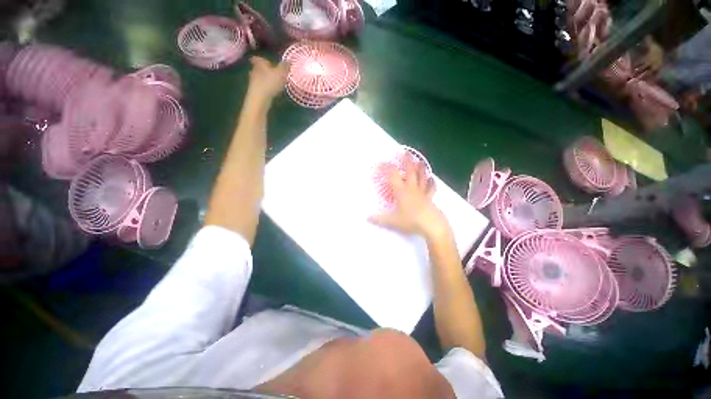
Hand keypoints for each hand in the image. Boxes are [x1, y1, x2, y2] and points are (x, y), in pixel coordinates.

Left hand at [246, 57, 287, 102]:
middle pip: (258, 68)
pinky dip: (264, 87)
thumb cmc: (270, 83)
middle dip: (264, 70)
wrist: (260, 99)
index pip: (259, 58)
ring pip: (259, 77)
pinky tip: (270, 91)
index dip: (262, 59)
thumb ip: (285, 66)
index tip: (266, 61)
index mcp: (260, 63)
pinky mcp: (254, 91)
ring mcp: (253, 81)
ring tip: (273, 83)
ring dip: (264, 79)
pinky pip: (260, 87)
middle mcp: (254, 70)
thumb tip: (289, 60)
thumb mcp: (281, 73)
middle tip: (271, 73)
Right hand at [369, 154, 450, 240]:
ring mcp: (422, 192)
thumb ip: (379, 219)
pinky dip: (431, 182)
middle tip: (406, 152)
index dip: (386, 167)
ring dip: (420, 168)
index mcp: (401, 191)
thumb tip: (367, 218)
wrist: (431, 225)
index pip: (393, 175)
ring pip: (422, 177)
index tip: (380, 163)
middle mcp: (412, 188)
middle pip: (410, 171)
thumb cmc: (411, 221)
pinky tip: (432, 178)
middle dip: (407, 161)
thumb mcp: (392, 221)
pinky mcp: (430, 198)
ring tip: (420, 160)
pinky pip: (431, 187)